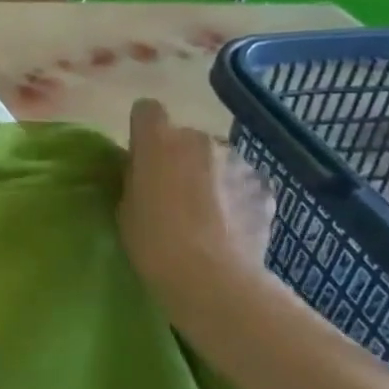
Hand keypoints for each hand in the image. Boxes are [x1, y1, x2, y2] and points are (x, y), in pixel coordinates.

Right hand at [119, 99, 273, 311]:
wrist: (212, 277)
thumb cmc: (154, 242)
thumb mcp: (125, 208)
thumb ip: (134, 179)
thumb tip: (143, 171)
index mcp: (158, 141)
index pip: (147, 110)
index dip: (143, 130)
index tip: (141, 156)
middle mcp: (200, 139)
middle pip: (185, 137)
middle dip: (179, 157)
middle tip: (173, 192)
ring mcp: (237, 161)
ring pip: (217, 159)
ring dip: (210, 176)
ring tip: (208, 214)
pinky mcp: (264, 186)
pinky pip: (243, 182)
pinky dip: (236, 196)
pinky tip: (231, 226)